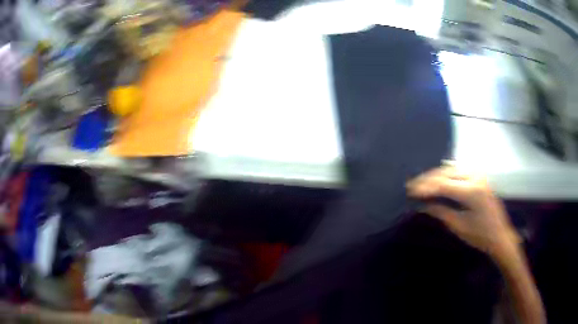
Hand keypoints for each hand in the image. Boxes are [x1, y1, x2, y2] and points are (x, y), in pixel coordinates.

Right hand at [406, 165, 519, 258]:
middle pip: (447, 172)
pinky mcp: (480, 178)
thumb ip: (441, 212)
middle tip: (412, 186)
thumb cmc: (480, 235)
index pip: (443, 184)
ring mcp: (479, 176)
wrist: (500, 236)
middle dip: (428, 179)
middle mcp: (475, 178)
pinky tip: (438, 180)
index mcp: (472, 192)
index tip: (411, 192)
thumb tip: (423, 205)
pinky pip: (459, 170)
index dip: (425, 188)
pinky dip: (446, 174)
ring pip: (452, 168)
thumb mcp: (459, 226)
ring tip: (422, 183)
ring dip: (436, 175)